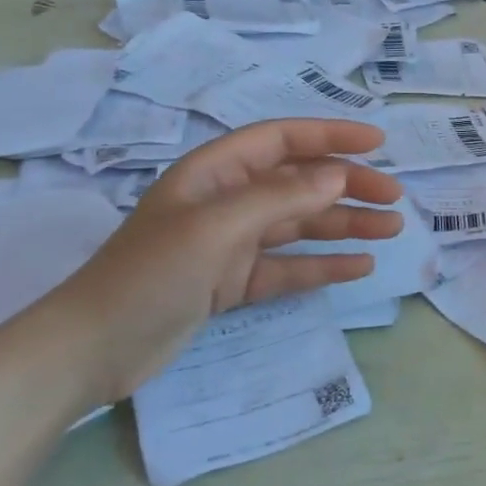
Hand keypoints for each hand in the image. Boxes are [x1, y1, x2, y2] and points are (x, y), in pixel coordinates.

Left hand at [50, 119, 403, 401]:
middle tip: (394, 199)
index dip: (332, 135)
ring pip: (301, 224)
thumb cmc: (148, 274)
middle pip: (300, 182)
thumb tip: (338, 176)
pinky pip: (289, 266)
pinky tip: (359, 268)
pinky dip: (323, 264)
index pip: (284, 140)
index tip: (378, 142)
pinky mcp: (233, 282)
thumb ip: (279, 198)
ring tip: (391, 230)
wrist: (90, 350)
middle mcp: (228, 200)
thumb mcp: (215, 228)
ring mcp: (231, 243)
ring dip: (346, 224)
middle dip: (349, 186)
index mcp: (217, 172)